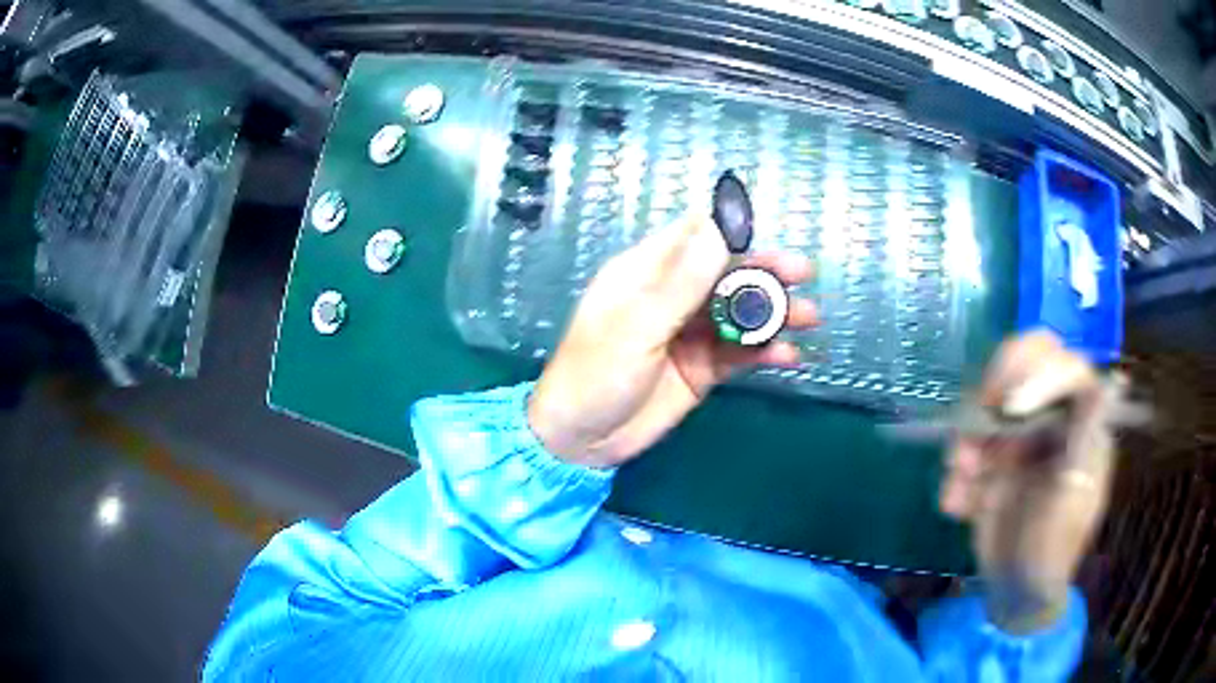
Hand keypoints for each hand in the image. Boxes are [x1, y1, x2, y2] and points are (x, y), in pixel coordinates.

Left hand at [528, 214, 816, 467]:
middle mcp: (672, 297)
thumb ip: (680, 282)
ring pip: (738, 313)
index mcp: (645, 273)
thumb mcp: (636, 326)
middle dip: (764, 272)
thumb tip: (719, 228)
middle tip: (803, 274)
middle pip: (725, 273)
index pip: (692, 237)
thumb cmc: (595, 374)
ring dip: (773, 313)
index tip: (765, 234)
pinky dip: (765, 352)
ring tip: (808, 317)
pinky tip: (789, 356)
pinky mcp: (702, 368)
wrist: (582, 442)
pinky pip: (739, 353)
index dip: (728, 230)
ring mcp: (689, 333)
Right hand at [940, 331, 1115, 632]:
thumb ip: (1088, 437)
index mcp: (1081, 421)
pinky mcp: (992, 457)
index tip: (1009, 408)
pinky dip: (958, 470)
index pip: (1066, 368)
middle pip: (1025, 362)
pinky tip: (958, 503)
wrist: (1016, 588)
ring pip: (987, 402)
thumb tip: (1113, 379)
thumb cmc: (1054, 546)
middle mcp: (1051, 415)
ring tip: (962, 479)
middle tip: (976, 417)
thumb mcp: (1075, 495)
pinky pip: (967, 443)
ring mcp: (1020, 434)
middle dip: (995, 386)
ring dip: (968, 436)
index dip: (1038, 374)